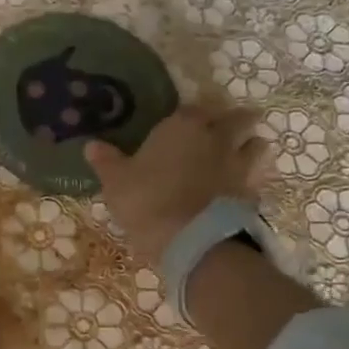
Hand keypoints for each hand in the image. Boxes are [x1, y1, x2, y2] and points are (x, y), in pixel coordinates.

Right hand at [86, 104, 268, 266]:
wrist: (193, 240)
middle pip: (238, 118)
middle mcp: (217, 138)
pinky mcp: (252, 193)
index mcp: (183, 127)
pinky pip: (256, 180)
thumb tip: (91, 145)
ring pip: (258, 144)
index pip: (192, 108)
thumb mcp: (117, 183)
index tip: (182, 123)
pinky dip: (250, 182)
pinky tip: (239, 191)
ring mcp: (239, 165)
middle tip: (224, 130)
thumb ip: (107, 162)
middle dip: (234, 121)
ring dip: (251, 146)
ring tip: (240, 155)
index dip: (189, 115)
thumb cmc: (148, 201)